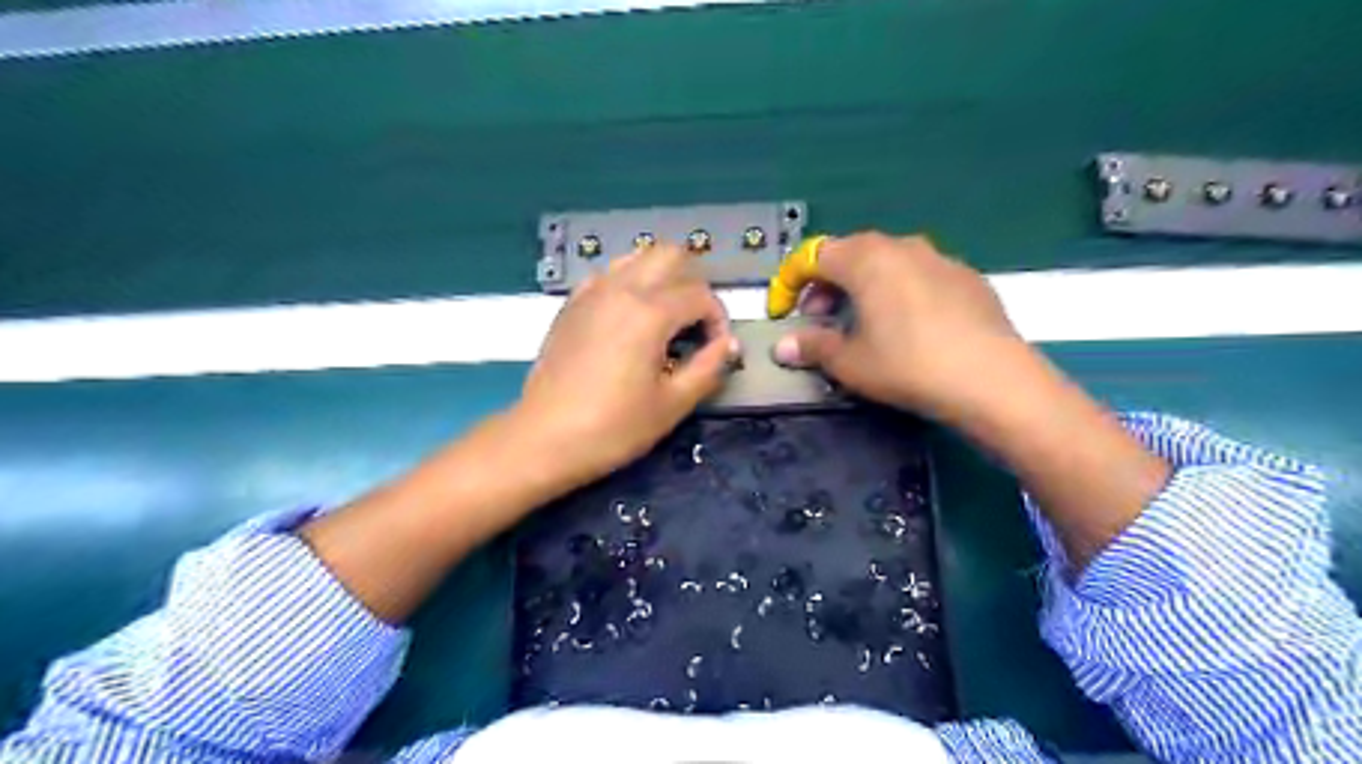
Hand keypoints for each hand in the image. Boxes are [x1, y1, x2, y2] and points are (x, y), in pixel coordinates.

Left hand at [516, 242, 739, 486]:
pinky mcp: (572, 304)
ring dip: (662, 278)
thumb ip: (709, 367)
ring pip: (638, 258)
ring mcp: (592, 293)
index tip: (716, 350)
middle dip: (694, 283)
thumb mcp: (672, 404)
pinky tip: (630, 320)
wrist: (545, 438)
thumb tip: (729, 344)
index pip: (700, 295)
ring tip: (667, 318)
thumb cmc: (614, 427)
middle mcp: (621, 289)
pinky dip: (630, 284)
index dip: (718, 320)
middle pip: (671, 255)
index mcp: (649, 313)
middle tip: (696, 323)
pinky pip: (609, 275)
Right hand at [771, 234, 1025, 424]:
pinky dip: (899, 292)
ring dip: (862, 287)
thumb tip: (782, 347)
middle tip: (819, 319)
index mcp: (865, 258)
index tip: (782, 313)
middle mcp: (901, 246)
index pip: (812, 256)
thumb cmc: (907, 365)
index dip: (789, 283)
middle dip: (825, 285)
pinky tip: (907, 327)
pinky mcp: (968, 277)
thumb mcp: (850, 362)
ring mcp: (939, 257)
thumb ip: (812, 347)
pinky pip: (919, 276)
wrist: (992, 378)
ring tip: (861, 323)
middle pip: (849, 254)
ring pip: (886, 263)